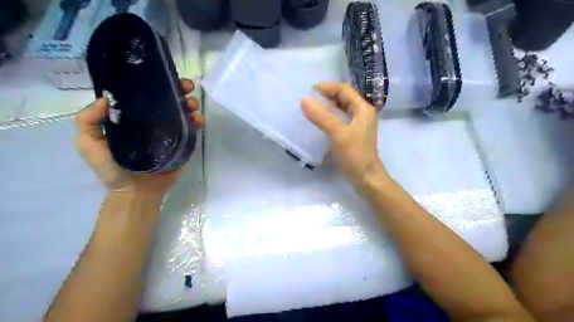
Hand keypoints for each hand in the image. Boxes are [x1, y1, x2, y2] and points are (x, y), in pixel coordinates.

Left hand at [74, 79, 202, 200]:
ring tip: (193, 104)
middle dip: (179, 90)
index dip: (154, 83)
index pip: (144, 96)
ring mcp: (170, 132)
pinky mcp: (182, 143)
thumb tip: (106, 98)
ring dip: (190, 103)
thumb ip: (87, 121)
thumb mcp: (88, 144)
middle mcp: (153, 122)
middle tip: (186, 87)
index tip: (163, 76)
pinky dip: (197, 121)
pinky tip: (199, 119)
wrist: (137, 192)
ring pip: (183, 112)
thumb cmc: (112, 169)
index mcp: (132, 118)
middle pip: (168, 101)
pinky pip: (192, 129)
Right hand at [301, 83, 389, 191]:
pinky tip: (320, 123)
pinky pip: (340, 121)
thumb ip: (321, 116)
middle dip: (328, 96)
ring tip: (313, 108)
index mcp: (363, 109)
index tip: (310, 90)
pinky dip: (330, 118)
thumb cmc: (355, 155)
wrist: (367, 178)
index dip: (328, 87)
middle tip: (310, 98)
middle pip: (344, 98)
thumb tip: (304, 100)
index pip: (344, 90)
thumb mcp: (338, 133)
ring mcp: (358, 126)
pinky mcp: (353, 136)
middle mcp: (362, 114)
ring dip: (328, 107)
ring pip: (342, 110)